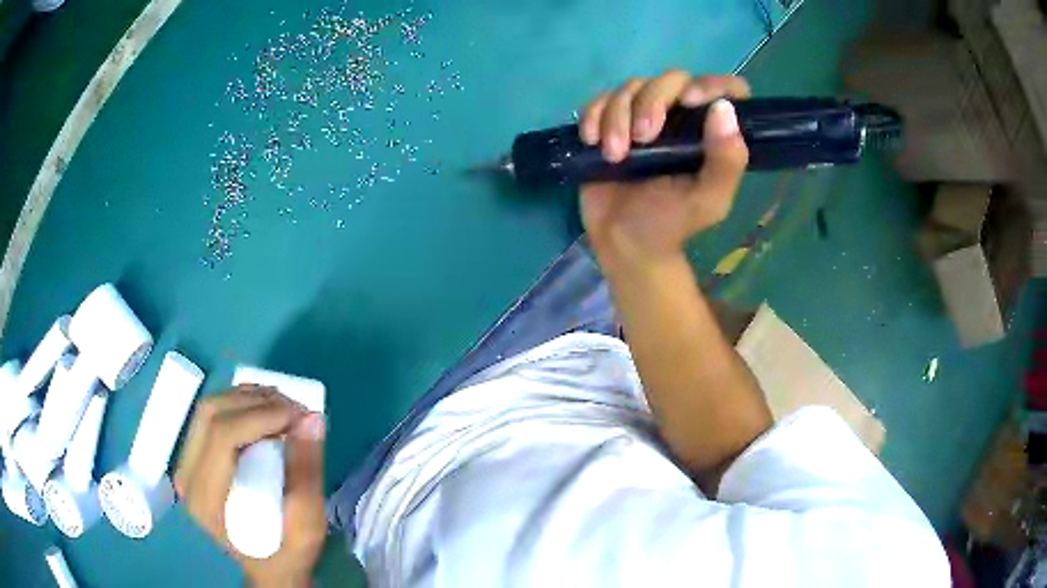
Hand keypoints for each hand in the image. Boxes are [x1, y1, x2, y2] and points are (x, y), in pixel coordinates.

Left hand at [175, 385, 326, 587]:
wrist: (268, 568)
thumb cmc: (287, 554)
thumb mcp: (307, 524)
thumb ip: (307, 472)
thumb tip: (311, 418)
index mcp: (206, 500)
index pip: (222, 437)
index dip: (261, 416)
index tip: (300, 415)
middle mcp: (186, 477)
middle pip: (211, 414)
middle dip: (256, 401)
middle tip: (296, 409)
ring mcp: (185, 465)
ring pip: (209, 408)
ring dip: (248, 398)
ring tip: (284, 407)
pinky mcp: (193, 458)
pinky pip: (210, 416)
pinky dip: (240, 404)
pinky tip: (265, 410)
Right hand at [578, 72, 750, 269]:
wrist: (623, 242)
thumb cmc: (671, 224)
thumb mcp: (708, 200)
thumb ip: (727, 162)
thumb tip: (723, 109)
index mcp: (710, 132)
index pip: (725, 90)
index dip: (710, 85)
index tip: (689, 102)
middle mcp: (680, 116)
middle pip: (670, 79)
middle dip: (652, 102)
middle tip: (642, 138)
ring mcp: (643, 116)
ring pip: (632, 87)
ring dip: (617, 116)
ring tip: (615, 154)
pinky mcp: (610, 122)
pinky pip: (600, 99)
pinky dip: (593, 115)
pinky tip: (593, 141)